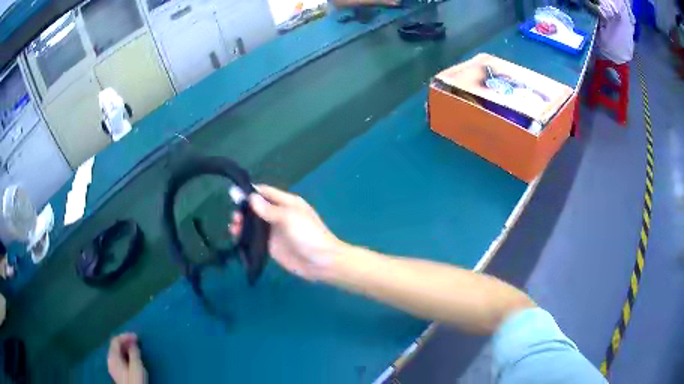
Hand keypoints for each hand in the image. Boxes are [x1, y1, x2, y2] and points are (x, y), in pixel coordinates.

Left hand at [107, 333, 146, 383]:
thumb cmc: (135, 380)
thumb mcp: (136, 366)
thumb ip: (134, 353)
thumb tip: (133, 344)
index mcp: (112, 356)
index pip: (115, 340)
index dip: (125, 336)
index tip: (136, 336)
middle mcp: (110, 360)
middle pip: (115, 346)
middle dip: (126, 342)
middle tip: (136, 342)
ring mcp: (113, 367)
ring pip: (117, 353)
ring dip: (126, 349)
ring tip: (136, 349)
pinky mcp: (117, 373)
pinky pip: (119, 360)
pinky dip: (125, 356)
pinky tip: (132, 359)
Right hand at [230, 185, 343, 280]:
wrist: (321, 262)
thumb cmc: (308, 235)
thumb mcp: (289, 217)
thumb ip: (268, 209)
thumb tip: (250, 197)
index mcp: (286, 202)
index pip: (265, 192)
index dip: (250, 192)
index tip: (233, 194)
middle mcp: (278, 214)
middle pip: (256, 208)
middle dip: (244, 209)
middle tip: (234, 217)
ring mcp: (274, 231)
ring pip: (253, 223)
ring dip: (242, 223)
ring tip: (233, 227)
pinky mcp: (270, 246)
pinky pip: (254, 238)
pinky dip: (245, 236)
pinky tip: (236, 237)